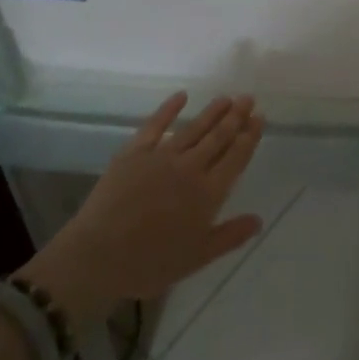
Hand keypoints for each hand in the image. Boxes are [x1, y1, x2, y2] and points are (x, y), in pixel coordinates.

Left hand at [14, 94, 264, 327]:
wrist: (99, 255)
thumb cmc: (150, 263)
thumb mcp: (197, 258)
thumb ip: (229, 236)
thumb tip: (259, 220)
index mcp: (208, 193)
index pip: (235, 158)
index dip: (249, 137)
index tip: (259, 118)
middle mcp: (190, 168)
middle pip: (218, 137)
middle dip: (236, 117)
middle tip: (248, 98)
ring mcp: (162, 156)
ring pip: (194, 128)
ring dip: (212, 111)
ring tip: (226, 97)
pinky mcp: (135, 152)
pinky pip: (156, 124)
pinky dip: (169, 108)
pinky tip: (181, 96)